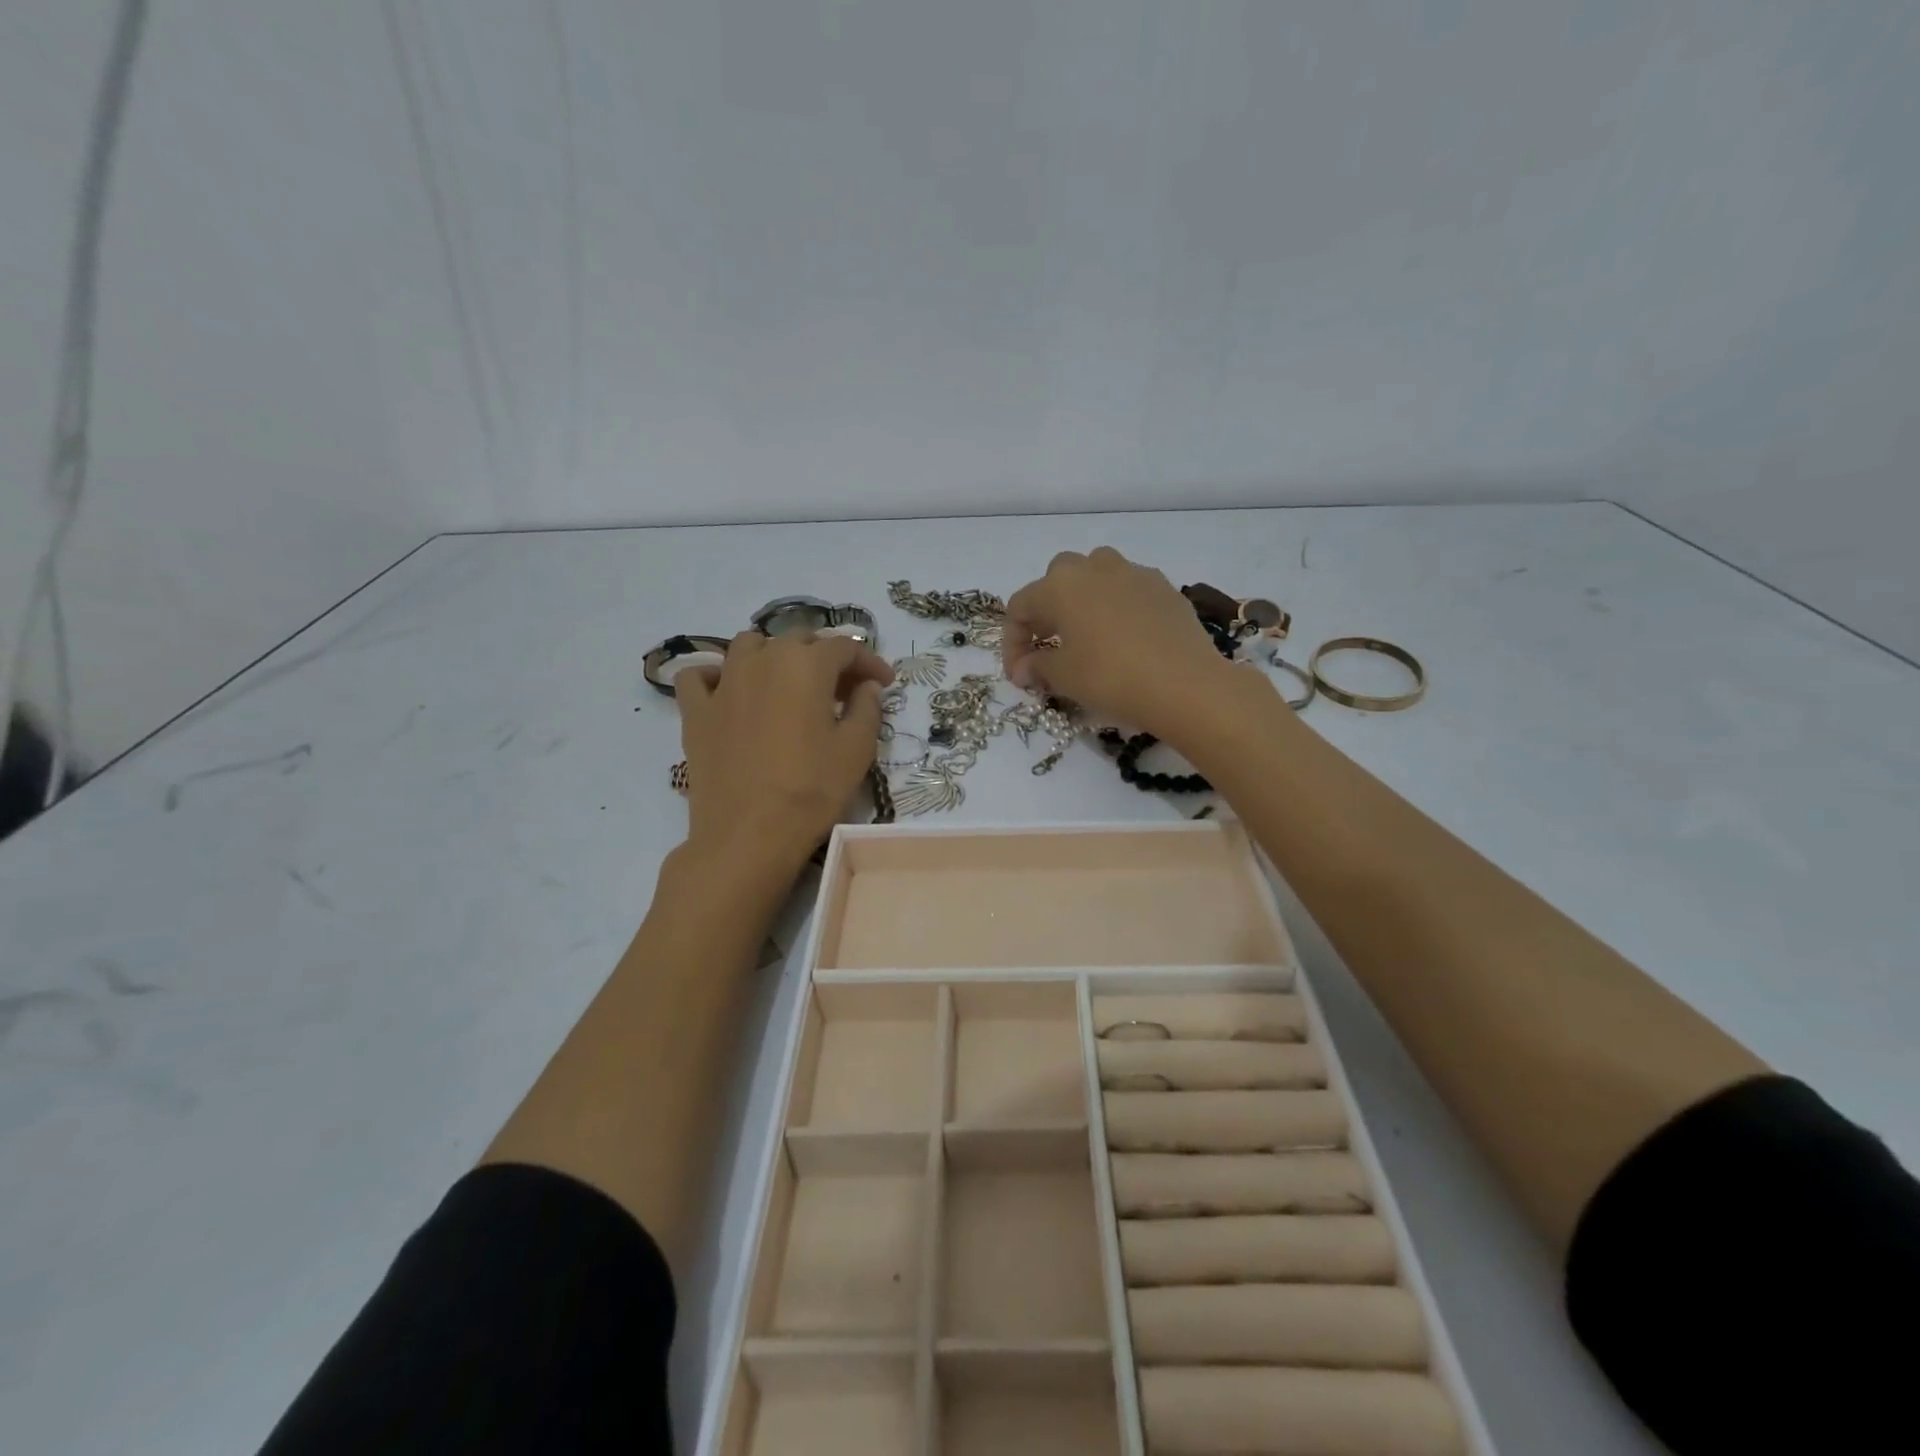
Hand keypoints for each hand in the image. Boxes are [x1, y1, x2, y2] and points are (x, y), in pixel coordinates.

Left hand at [676, 632, 893, 873]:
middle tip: (843, 690)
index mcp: (807, 664)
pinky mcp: (696, 711)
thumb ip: (867, 709)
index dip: (869, 662)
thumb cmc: (811, 790)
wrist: (748, 835)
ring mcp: (723, 683)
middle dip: (826, 658)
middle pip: (799, 640)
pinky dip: (717, 676)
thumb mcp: (857, 750)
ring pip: (749, 646)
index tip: (884, 683)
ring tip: (789, 683)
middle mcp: (763, 659)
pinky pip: (700, 676)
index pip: (845, 648)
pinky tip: (730, 692)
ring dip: (774, 655)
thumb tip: (866, 687)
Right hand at [1002, 548, 1235, 736]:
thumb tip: (1024, 669)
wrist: (1185, 685)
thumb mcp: (1064, 677)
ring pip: (1097, 574)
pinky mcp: (1165, 588)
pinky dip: (1118, 607)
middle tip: (1049, 644)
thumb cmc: (1111, 677)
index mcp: (1061, 585)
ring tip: (1087, 633)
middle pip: (1057, 578)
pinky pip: (1130, 589)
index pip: (1020, 606)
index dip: (1012, 642)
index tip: (1019, 675)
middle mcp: (1095, 568)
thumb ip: (1037, 667)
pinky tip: (1125, 638)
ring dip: (1084, 599)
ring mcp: (1134, 573)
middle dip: (1047, 610)